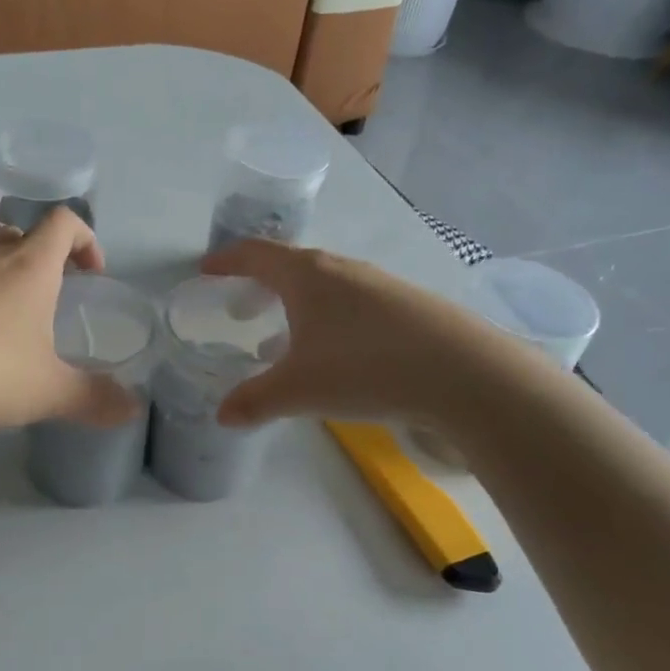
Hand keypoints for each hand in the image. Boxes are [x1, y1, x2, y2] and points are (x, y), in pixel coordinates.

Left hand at [0, 208, 141, 436]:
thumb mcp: (49, 391)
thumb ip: (94, 399)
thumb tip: (133, 409)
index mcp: (29, 267)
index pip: (64, 222)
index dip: (86, 239)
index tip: (94, 273)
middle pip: (22, 235)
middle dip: (45, 258)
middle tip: (55, 295)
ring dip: (6, 278)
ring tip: (14, 323)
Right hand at [201, 240, 496, 425]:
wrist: (462, 372)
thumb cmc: (365, 368)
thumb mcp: (298, 390)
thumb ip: (254, 401)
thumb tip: (222, 416)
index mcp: (307, 275)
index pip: (256, 254)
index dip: (227, 260)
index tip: (207, 268)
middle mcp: (342, 268)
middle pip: (291, 264)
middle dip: (260, 282)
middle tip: (241, 307)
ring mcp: (380, 283)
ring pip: (325, 283)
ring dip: (297, 301)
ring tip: (286, 333)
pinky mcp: (407, 303)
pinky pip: (353, 300)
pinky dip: (329, 315)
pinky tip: (338, 349)